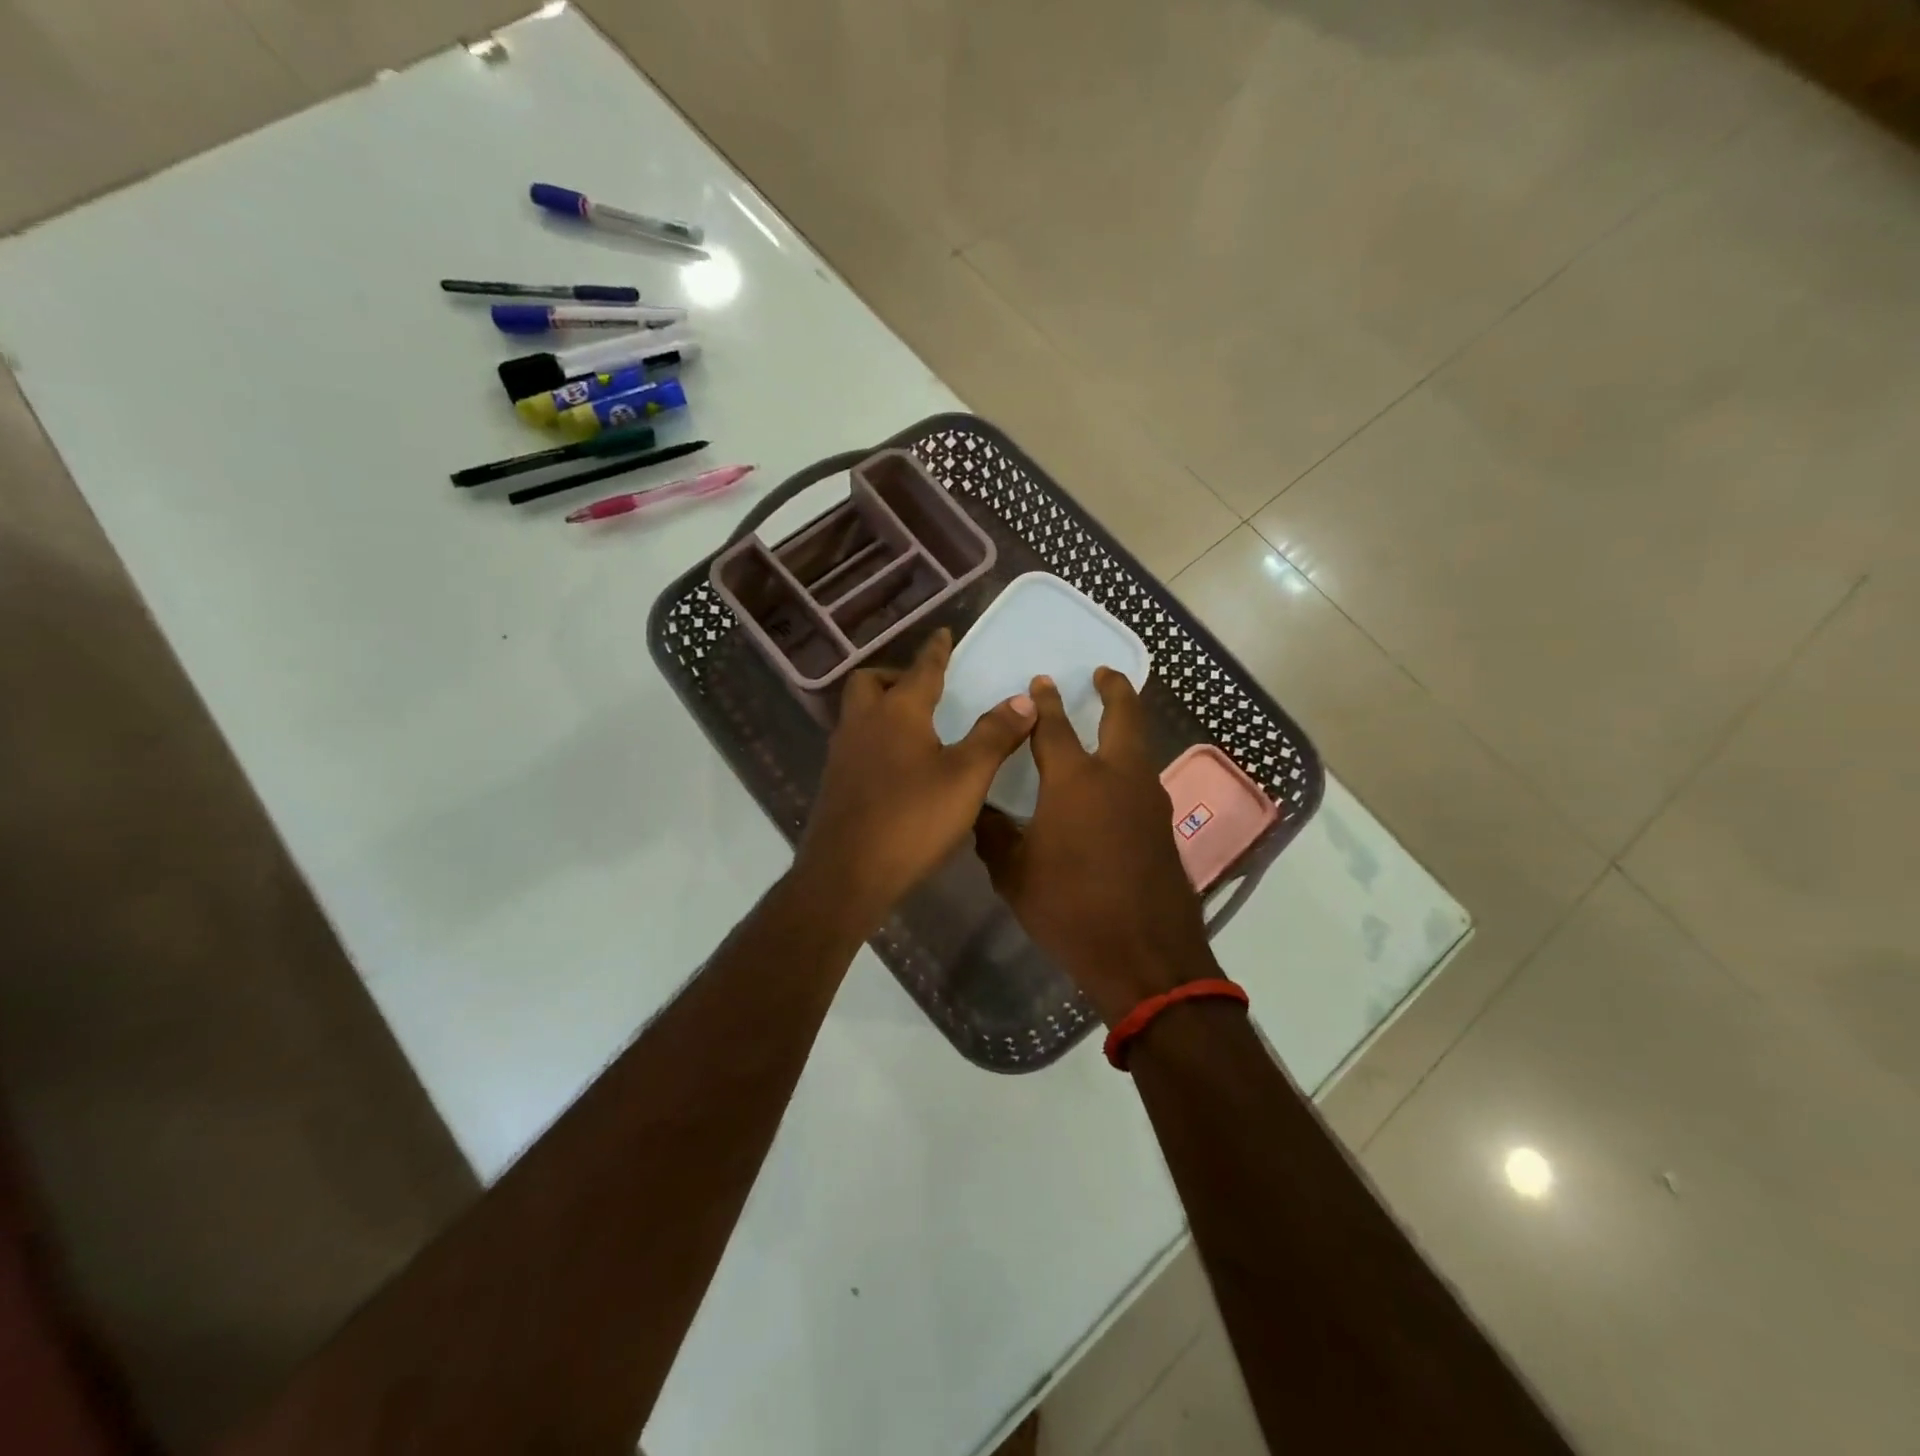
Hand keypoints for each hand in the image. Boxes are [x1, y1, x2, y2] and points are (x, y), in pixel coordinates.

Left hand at [795, 629, 1035, 937]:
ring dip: (884, 708)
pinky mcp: (835, 783)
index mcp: (898, 712)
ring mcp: (843, 754)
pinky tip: (898, 765)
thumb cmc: (912, 819)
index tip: (943, 633)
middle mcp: (863, 723)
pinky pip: (856, 743)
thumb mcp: (966, 777)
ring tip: (917, 726)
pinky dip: (877, 738)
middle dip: (897, 676)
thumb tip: (1024, 698)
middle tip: (925, 689)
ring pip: (859, 713)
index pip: (922, 669)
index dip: (936, 650)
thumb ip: (995, 735)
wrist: (847, 874)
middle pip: (872, 682)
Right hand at [974, 670, 1216, 1023]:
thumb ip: (995, 835)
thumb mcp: (1015, 875)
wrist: (1144, 955)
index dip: (1045, 702)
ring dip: (1126, 725)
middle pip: (1124, 716)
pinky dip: (1130, 764)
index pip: (1054, 727)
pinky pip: (1144, 778)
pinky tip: (1116, 782)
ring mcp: (1148, 800)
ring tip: (1110, 722)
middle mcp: (1117, 777)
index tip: (1040, 681)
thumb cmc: (1070, 910)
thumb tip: (981, 810)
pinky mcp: (1164, 826)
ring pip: (1140, 746)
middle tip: (1104, 673)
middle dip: (1114, 689)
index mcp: (1074, 781)